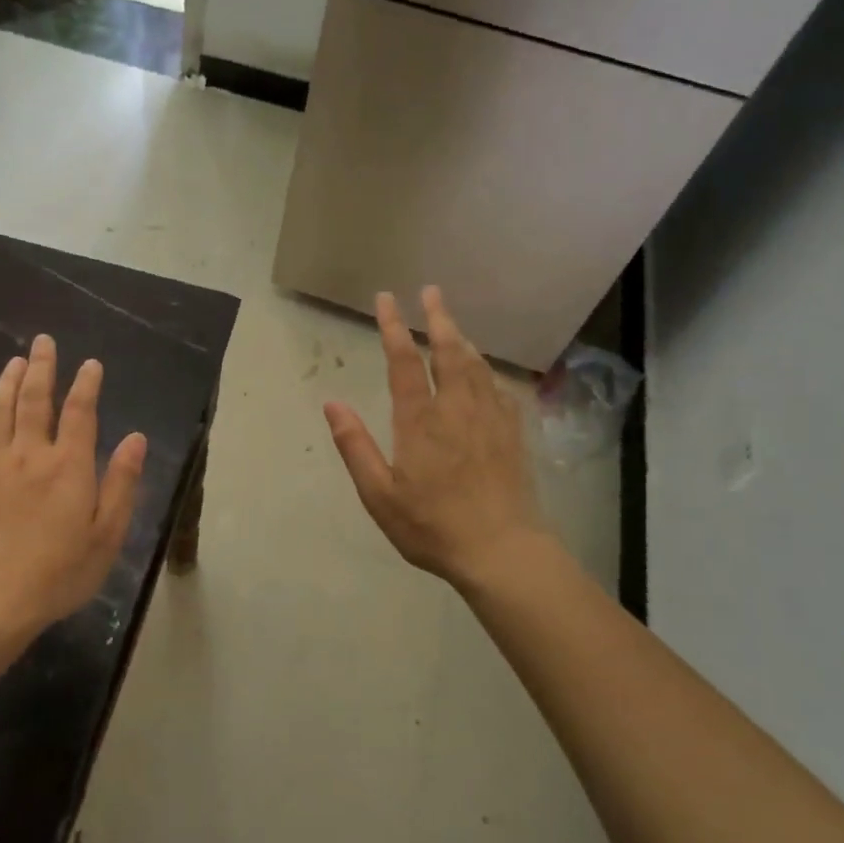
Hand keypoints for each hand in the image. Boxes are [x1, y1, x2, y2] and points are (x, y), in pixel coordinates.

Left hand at [0, 335, 146, 633]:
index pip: (80, 412)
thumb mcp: (108, 533)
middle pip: (35, 400)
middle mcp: (31, 455)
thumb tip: (137, 438)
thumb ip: (122, 482)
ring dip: (7, 383)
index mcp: (69, 465)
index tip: (92, 364)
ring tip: (15, 361)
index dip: (87, 384)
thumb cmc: (62, 571)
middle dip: (42, 367)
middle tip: (44, 341)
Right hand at [325, 287, 547, 590]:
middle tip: (431, 291)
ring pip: (476, 365)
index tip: (387, 300)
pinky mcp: (511, 433)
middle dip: (438, 318)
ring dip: (463, 337)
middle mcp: (457, 409)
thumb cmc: (432, 526)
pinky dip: (487, 369)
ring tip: (452, 321)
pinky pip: (498, 387)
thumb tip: (331, 403)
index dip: (393, 327)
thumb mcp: (380, 495)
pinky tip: (484, 370)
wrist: (502, 551)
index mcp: (420, 421)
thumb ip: (355, 446)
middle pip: (449, 351)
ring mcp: (489, 418)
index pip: (404, 362)